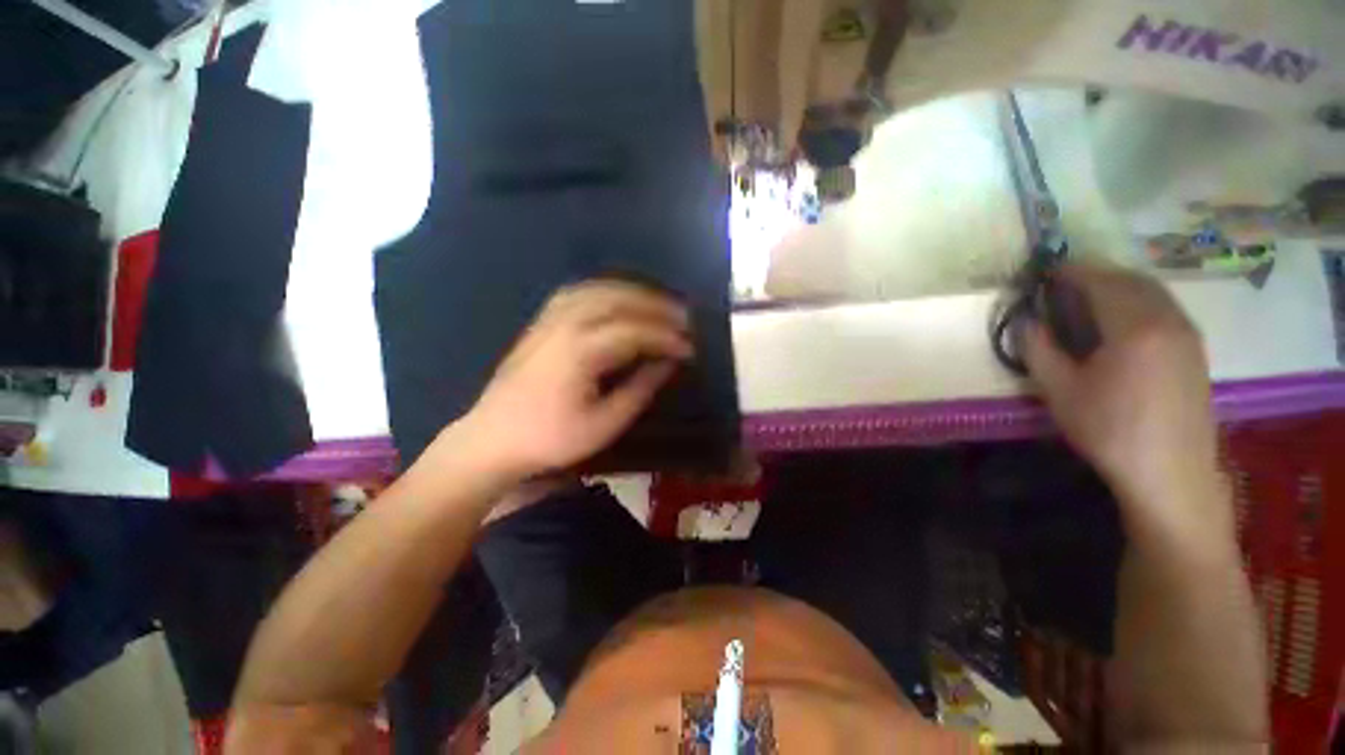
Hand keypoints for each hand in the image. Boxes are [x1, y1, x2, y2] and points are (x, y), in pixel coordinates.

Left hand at [455, 280, 692, 480]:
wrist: (493, 439)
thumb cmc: (551, 439)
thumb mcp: (604, 424)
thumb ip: (640, 389)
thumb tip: (668, 363)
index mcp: (580, 351)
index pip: (635, 332)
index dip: (667, 337)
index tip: (690, 347)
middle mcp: (565, 324)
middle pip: (619, 300)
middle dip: (657, 306)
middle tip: (685, 318)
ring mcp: (549, 319)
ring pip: (599, 289)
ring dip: (634, 292)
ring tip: (660, 304)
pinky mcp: (541, 322)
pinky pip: (578, 292)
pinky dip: (606, 290)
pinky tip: (619, 299)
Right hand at [1022, 263, 1226, 534]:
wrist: (1170, 472)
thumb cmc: (1109, 431)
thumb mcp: (1060, 391)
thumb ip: (1039, 350)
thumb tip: (1028, 321)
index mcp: (1134, 328)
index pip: (1101, 283)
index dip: (1072, 272)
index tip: (1048, 271)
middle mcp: (1168, 320)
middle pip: (1132, 280)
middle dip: (1098, 274)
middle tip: (1067, 282)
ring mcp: (1187, 334)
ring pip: (1154, 292)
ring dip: (1122, 285)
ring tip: (1092, 297)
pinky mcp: (1195, 350)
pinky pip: (1167, 308)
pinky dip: (1141, 301)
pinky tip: (1124, 320)